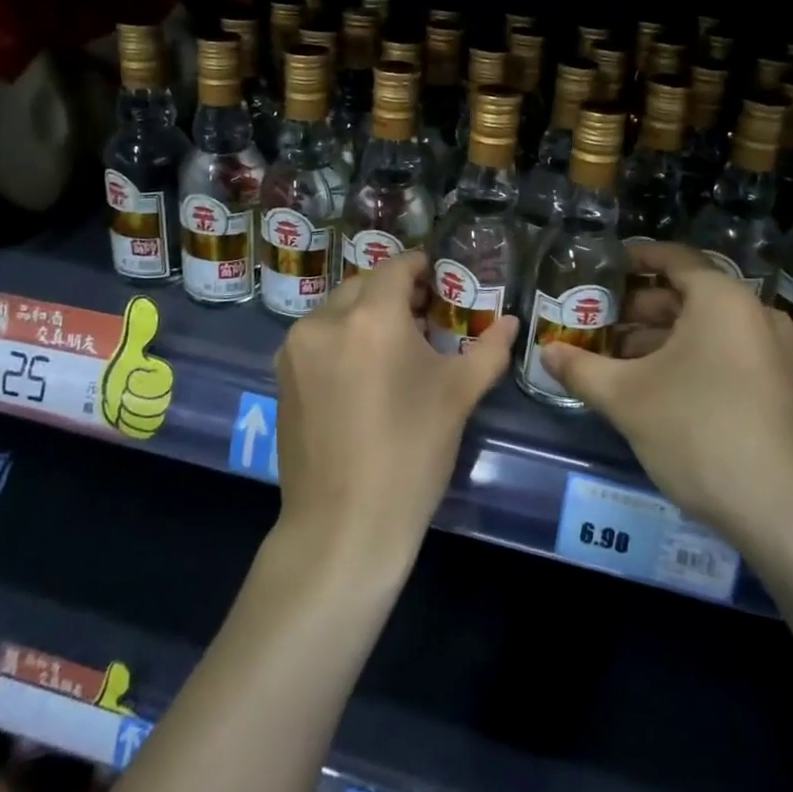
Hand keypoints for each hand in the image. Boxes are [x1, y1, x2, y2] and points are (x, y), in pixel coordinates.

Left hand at [273, 250, 517, 571]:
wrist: (344, 525)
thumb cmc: (411, 453)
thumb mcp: (458, 396)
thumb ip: (488, 349)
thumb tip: (511, 322)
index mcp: (372, 317)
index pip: (397, 267)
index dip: (422, 267)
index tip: (441, 282)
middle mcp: (326, 320)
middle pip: (365, 284)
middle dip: (395, 292)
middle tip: (424, 317)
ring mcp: (296, 348)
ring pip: (338, 309)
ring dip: (366, 314)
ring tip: (393, 347)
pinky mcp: (282, 375)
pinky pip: (318, 337)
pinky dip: (341, 338)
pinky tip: (362, 372)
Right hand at [540, 243, 792, 547]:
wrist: (780, 510)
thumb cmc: (698, 431)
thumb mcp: (626, 398)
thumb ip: (581, 368)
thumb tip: (546, 352)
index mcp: (722, 299)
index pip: (673, 258)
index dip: (634, 258)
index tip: (601, 268)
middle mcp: (753, 313)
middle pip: (687, 294)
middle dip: (639, 308)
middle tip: (597, 321)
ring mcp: (772, 351)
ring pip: (705, 328)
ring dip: (660, 338)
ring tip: (615, 359)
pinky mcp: (778, 385)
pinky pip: (725, 352)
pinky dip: (688, 357)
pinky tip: (653, 385)